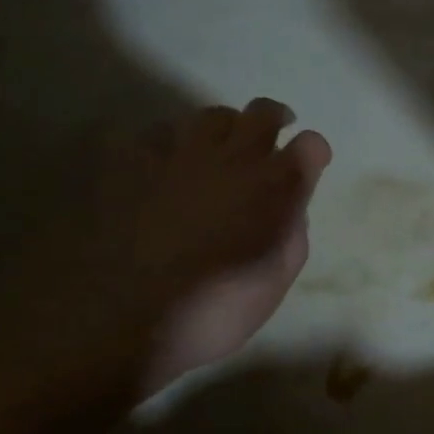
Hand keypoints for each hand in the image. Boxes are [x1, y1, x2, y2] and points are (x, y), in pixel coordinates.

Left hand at [0, 98, 330, 416]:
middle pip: (261, 113)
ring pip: (210, 115)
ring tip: (218, 148)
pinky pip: (156, 133)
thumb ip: (292, 237)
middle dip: (274, 119)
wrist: (120, 320)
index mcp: (274, 189)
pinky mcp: (131, 162)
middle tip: (273, 134)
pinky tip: (164, 164)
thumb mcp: (274, 284)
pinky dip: (169, 143)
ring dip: (224, 128)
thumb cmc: (211, 312)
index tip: (310, 163)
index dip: (313, 152)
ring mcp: (178, 155)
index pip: (310, 146)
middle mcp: (232, 159)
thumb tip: (290, 209)